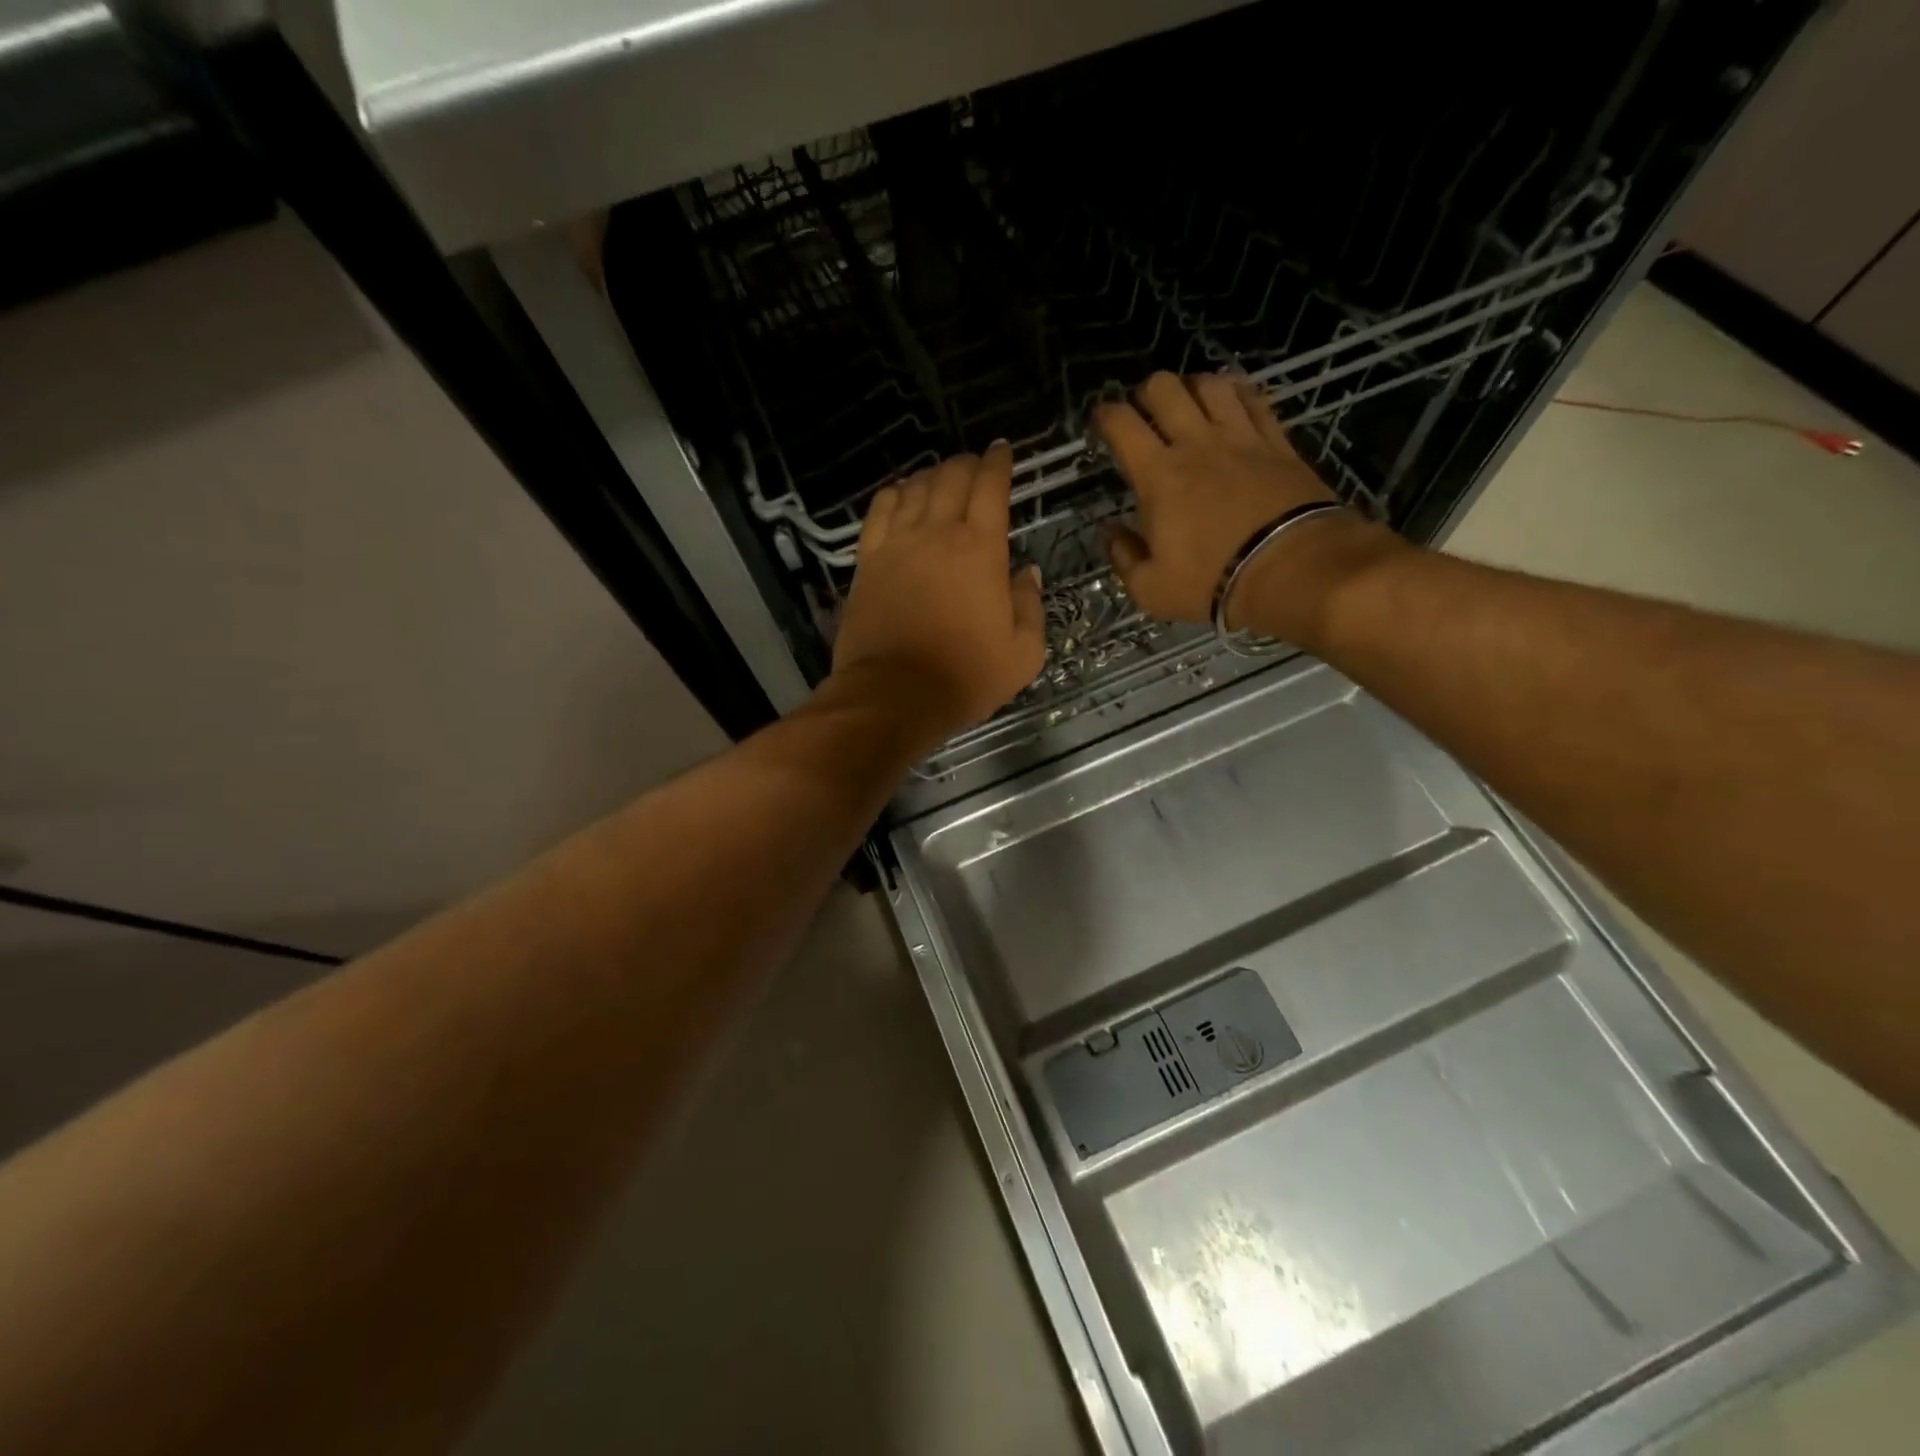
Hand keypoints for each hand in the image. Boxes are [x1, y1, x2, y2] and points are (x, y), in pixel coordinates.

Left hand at [830, 443, 1046, 745]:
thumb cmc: (966, 676)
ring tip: (941, 477)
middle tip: (975, 464)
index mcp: (981, 549)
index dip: (999, 463)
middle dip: (967, 463)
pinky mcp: (868, 562)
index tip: (1003, 450)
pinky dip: (893, 494)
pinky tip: (900, 493)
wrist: (895, 694)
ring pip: (915, 489)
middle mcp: (938, 533)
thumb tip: (1025, 571)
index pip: (991, 488)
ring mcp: (897, 544)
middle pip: (951, 478)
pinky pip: (879, 511)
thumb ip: (1030, 605)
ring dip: (931, 475)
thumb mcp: (1023, 652)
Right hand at [1096, 372, 1398, 642]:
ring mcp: (1240, 437)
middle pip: (1164, 388)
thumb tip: (1110, 531)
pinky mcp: (1276, 442)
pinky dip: (1236, 395)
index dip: (1103, 415)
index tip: (1100, 424)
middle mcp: (1195, 443)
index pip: (1121, 424)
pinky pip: (1253, 400)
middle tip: (1144, 417)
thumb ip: (1123, 556)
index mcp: (1157, 476)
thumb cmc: (1211, 582)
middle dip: (1145, 394)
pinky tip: (1232, 404)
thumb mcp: (1150, 588)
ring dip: (1192, 388)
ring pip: (1209, 385)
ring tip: (1188, 407)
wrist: (1292, 570)